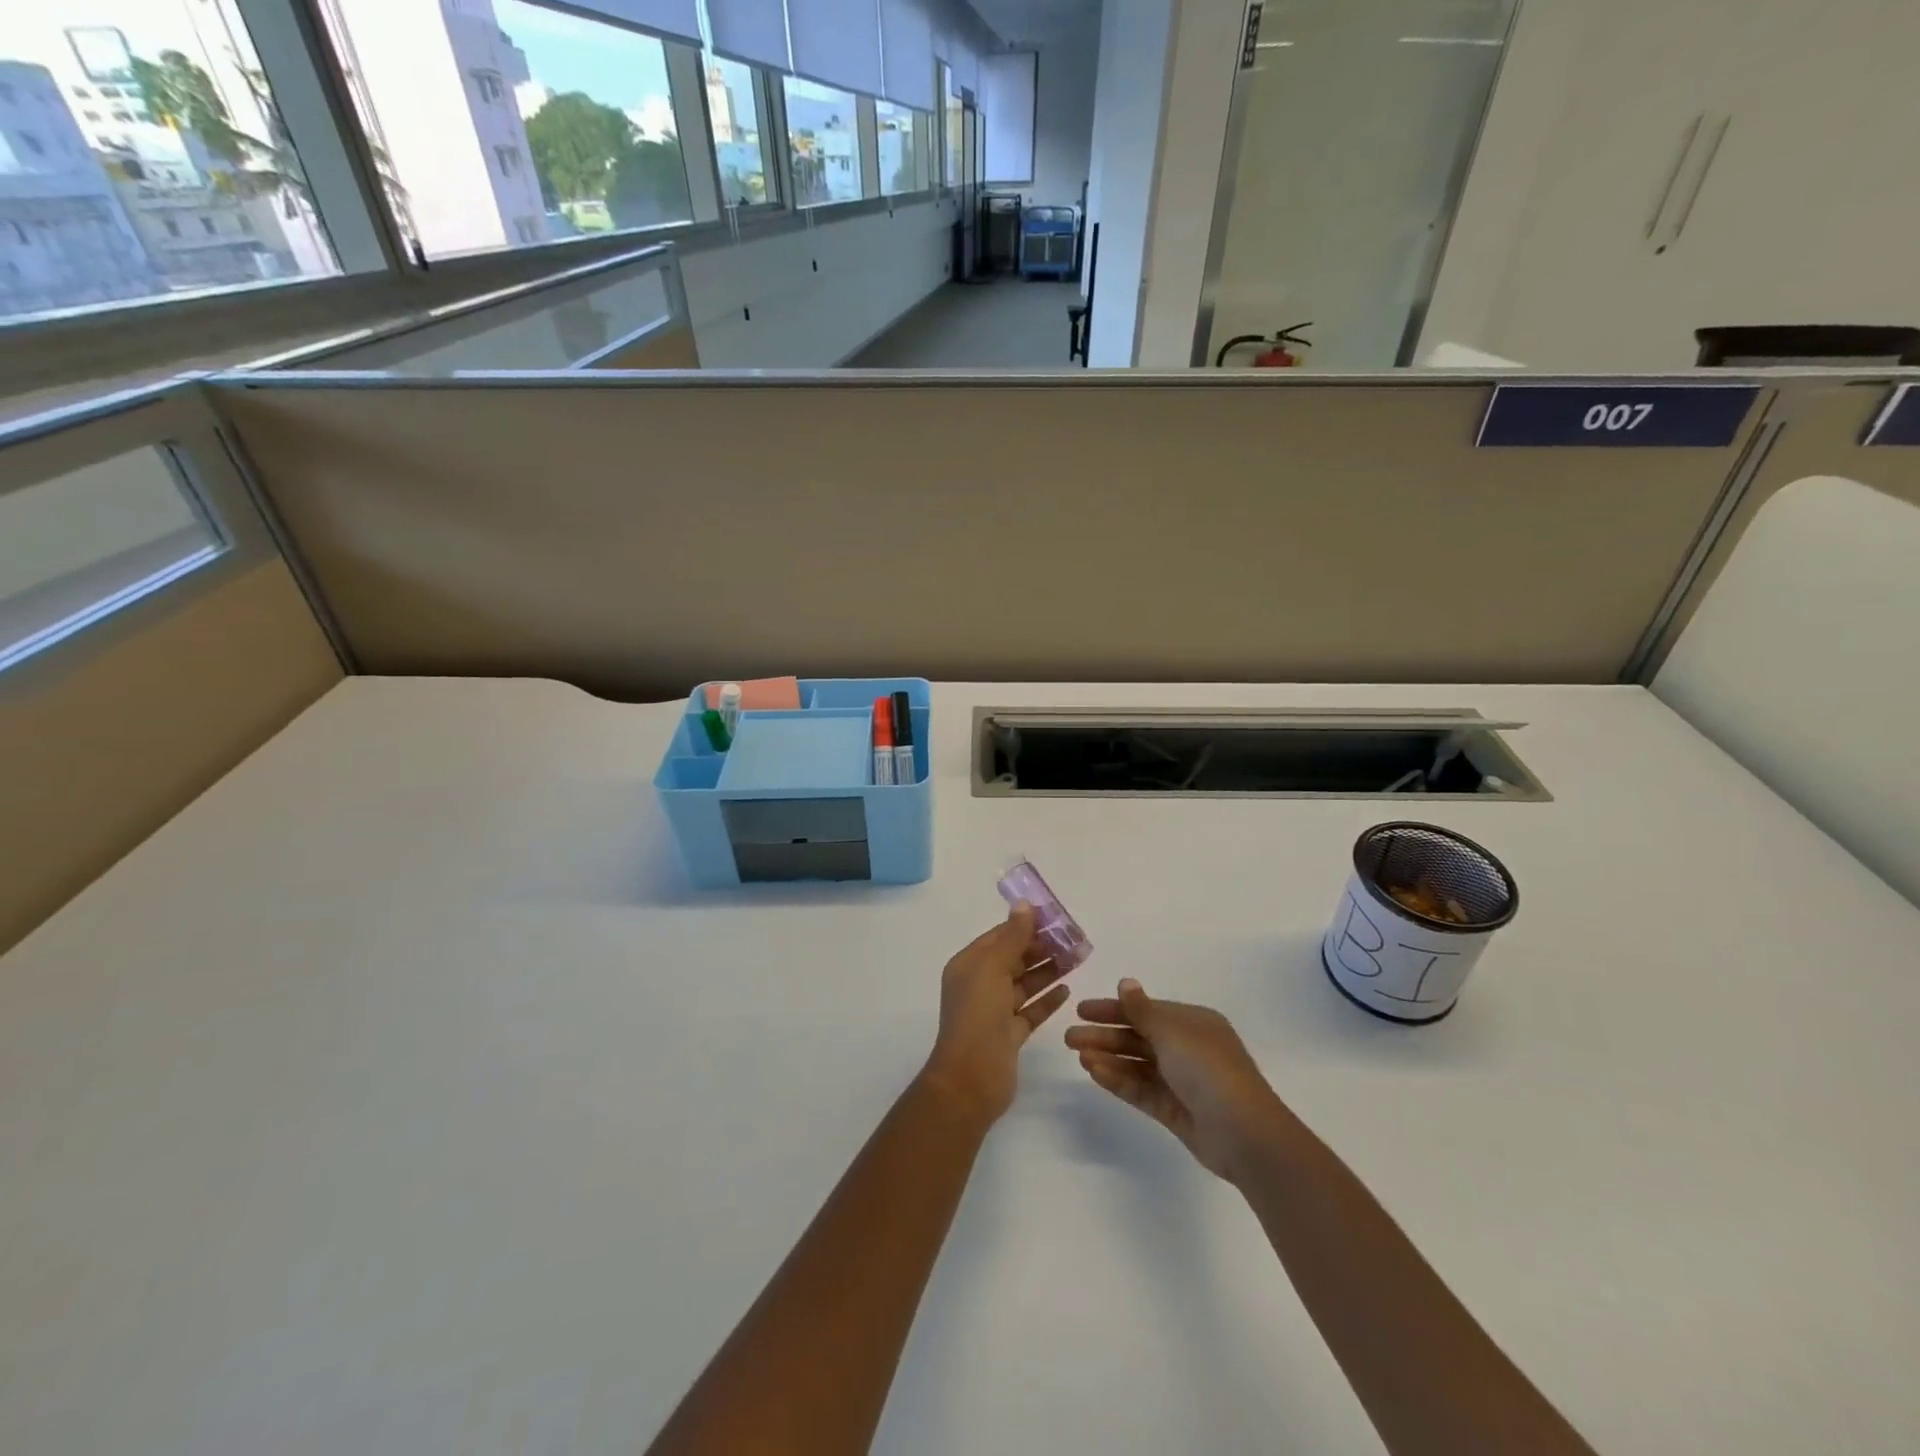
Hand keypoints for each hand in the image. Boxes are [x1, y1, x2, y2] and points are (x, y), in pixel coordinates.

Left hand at [921, 903, 1070, 1125]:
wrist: (971, 1080)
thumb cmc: (978, 1016)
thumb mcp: (992, 969)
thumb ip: (1011, 937)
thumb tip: (1024, 905)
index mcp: (969, 965)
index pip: (999, 936)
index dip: (1025, 925)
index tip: (1056, 917)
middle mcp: (979, 985)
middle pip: (1014, 958)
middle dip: (1042, 947)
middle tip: (1074, 938)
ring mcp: (994, 1011)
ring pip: (1025, 983)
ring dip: (1049, 970)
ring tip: (1077, 958)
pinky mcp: (1009, 1035)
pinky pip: (1031, 1010)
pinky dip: (1047, 999)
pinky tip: (1067, 990)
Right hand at [1066, 979, 1290, 1182]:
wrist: (1244, 1134)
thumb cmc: (1209, 1070)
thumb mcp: (1172, 1032)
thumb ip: (1142, 1010)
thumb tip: (1125, 982)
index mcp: (1193, 1023)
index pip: (1146, 1011)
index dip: (1113, 1009)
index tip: (1081, 1010)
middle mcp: (1187, 1048)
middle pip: (1138, 1037)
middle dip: (1105, 1035)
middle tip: (1069, 1037)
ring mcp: (1181, 1081)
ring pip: (1137, 1064)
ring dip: (1108, 1057)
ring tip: (1078, 1055)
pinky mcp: (1174, 1109)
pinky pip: (1141, 1088)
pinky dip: (1118, 1079)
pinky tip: (1094, 1072)